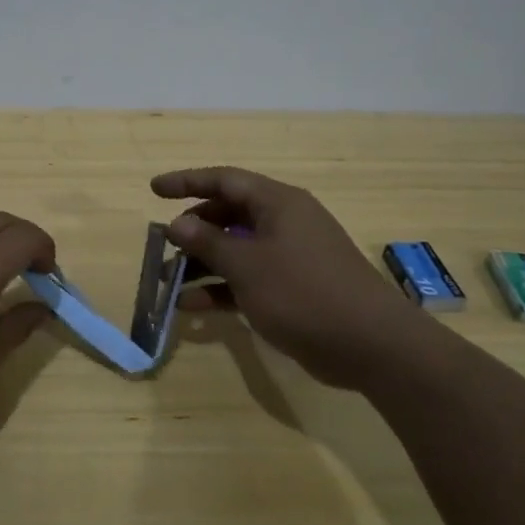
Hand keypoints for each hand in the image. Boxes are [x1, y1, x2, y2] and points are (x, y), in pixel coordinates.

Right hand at [153, 167, 411, 386]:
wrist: (370, 344)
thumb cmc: (303, 292)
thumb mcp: (247, 265)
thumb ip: (208, 242)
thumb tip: (177, 223)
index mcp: (277, 203)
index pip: (225, 180)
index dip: (187, 182)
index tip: (154, 190)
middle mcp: (283, 223)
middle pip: (229, 214)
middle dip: (193, 229)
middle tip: (163, 244)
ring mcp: (289, 257)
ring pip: (236, 249)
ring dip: (202, 263)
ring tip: (168, 280)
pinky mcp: (292, 289)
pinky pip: (247, 279)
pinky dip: (221, 288)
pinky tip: (191, 306)